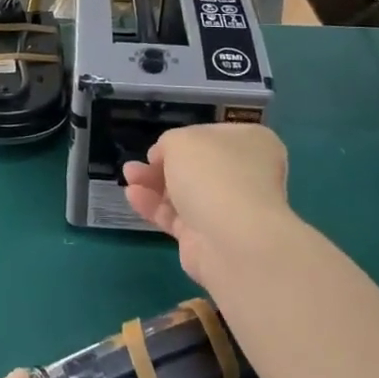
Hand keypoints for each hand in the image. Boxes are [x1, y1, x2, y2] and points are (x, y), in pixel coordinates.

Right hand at [123, 123, 291, 284]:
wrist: (233, 240)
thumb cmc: (213, 174)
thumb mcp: (181, 140)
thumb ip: (168, 144)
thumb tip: (163, 158)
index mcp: (251, 144)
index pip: (213, 137)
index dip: (183, 139)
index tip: (158, 146)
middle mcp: (245, 176)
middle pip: (197, 167)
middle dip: (162, 164)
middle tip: (137, 165)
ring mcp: (229, 210)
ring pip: (184, 193)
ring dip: (153, 184)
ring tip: (128, 177)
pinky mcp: (209, 240)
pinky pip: (177, 218)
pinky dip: (154, 207)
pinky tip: (133, 197)